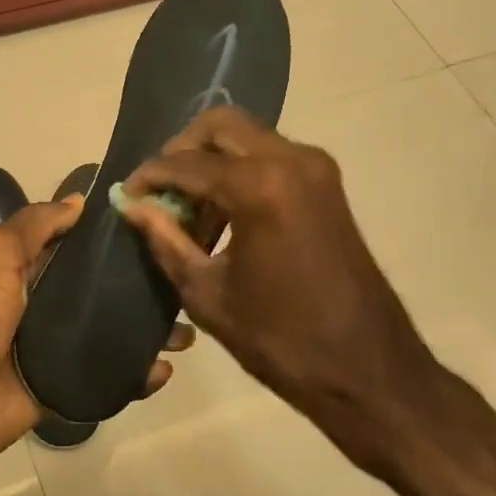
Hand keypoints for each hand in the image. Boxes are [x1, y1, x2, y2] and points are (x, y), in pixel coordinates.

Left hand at [0, 195, 191, 495]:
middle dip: (139, 286)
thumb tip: (78, 201)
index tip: (156, 223)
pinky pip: (107, 380)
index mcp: (20, 270)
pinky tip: (165, 370)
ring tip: (186, 329)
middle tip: (182, 279)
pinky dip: (136, 376)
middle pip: (98, 291)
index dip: (108, 236)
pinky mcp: (63, 389)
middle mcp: (39, 306)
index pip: (73, 246)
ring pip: (109, 333)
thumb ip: (34, 225)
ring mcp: (52, 350)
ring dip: (146, 331)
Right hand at [118, 107, 495, 495]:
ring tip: (188, 209)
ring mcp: (315, 169)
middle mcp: (290, 160)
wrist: (368, 369)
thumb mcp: (207, 292)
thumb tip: (133, 206)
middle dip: (181, 150)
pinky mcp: (327, 184)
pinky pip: (270, 157)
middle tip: (159, 189)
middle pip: (220, 126)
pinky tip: (222, 214)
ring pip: (247, 137)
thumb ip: (165, 239)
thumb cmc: (280, 339)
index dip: (149, 177)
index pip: (185, 163)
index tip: (127, 194)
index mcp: (257, 187)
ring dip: (211, 161)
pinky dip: (239, 171)